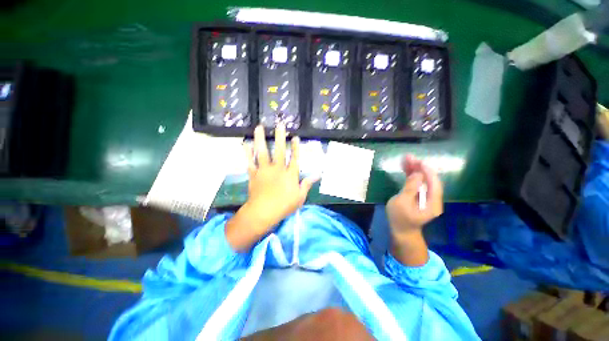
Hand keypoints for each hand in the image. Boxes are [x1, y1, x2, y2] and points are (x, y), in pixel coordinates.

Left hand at [226, 123, 317, 250]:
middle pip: (279, 150)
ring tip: (259, 127)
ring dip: (260, 139)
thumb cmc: (284, 205)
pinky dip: (247, 153)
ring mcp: (264, 170)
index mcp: (289, 174)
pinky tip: (245, 143)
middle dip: (280, 136)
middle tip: (279, 124)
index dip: (295, 147)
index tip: (295, 136)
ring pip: (262, 152)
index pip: (294, 157)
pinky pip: (250, 161)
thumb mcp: (300, 197)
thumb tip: (318, 175)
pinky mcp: (254, 174)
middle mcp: (277, 169)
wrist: (263, 212)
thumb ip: (307, 184)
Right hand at [386, 155, 442, 235]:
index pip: (434, 184)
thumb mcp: (402, 203)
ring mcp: (425, 197)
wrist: (401, 231)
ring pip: (422, 180)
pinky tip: (406, 168)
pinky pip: (417, 183)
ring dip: (414, 169)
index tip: (420, 161)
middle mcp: (432, 199)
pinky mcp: (418, 196)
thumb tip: (417, 174)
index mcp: (432, 203)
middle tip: (409, 157)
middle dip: (419, 168)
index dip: (428, 172)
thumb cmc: (400, 218)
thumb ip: (410, 188)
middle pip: (428, 180)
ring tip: (405, 159)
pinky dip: (411, 175)